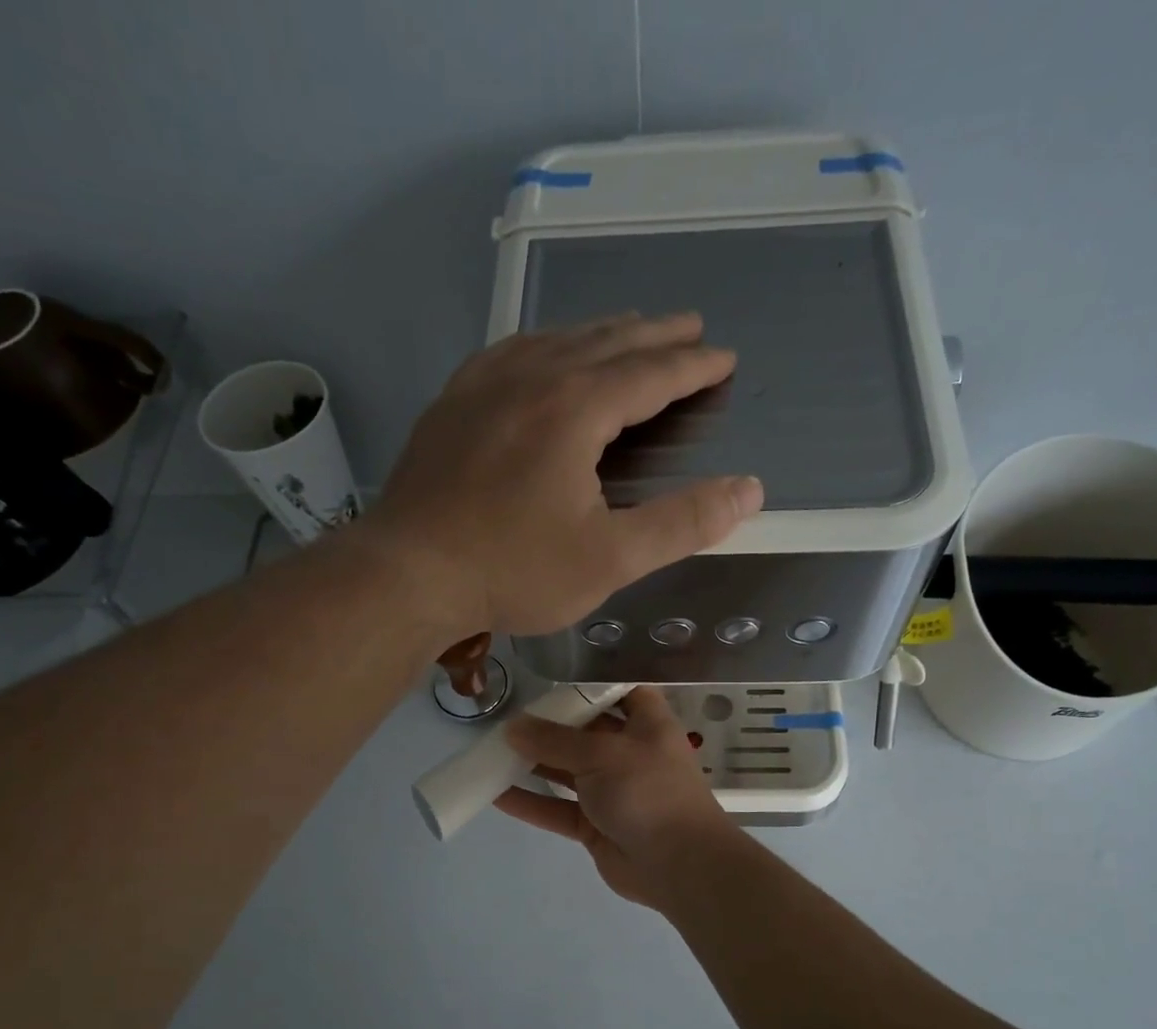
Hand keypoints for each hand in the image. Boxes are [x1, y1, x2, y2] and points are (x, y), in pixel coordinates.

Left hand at [368, 314, 762, 641]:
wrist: (407, 574)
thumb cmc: (514, 571)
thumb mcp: (611, 559)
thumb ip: (683, 524)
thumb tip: (749, 490)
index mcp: (575, 409)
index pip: (650, 373)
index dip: (692, 365)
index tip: (723, 357)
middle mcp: (531, 378)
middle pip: (605, 342)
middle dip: (653, 334)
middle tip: (688, 325)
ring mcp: (483, 386)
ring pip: (555, 340)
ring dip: (600, 332)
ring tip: (627, 329)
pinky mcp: (451, 405)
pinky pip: (509, 353)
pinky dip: (543, 344)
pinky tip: (541, 351)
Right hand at [496, 687, 739, 907]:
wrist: (680, 865)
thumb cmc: (649, 791)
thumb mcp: (602, 754)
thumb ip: (554, 741)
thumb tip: (512, 728)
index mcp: (647, 725)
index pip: (622, 692)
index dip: (591, 684)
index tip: (551, 678)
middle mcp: (630, 753)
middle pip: (586, 732)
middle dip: (550, 725)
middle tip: (506, 716)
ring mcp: (613, 791)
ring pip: (568, 772)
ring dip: (534, 764)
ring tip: (491, 752)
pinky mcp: (597, 825)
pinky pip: (559, 809)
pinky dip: (532, 802)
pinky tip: (496, 794)